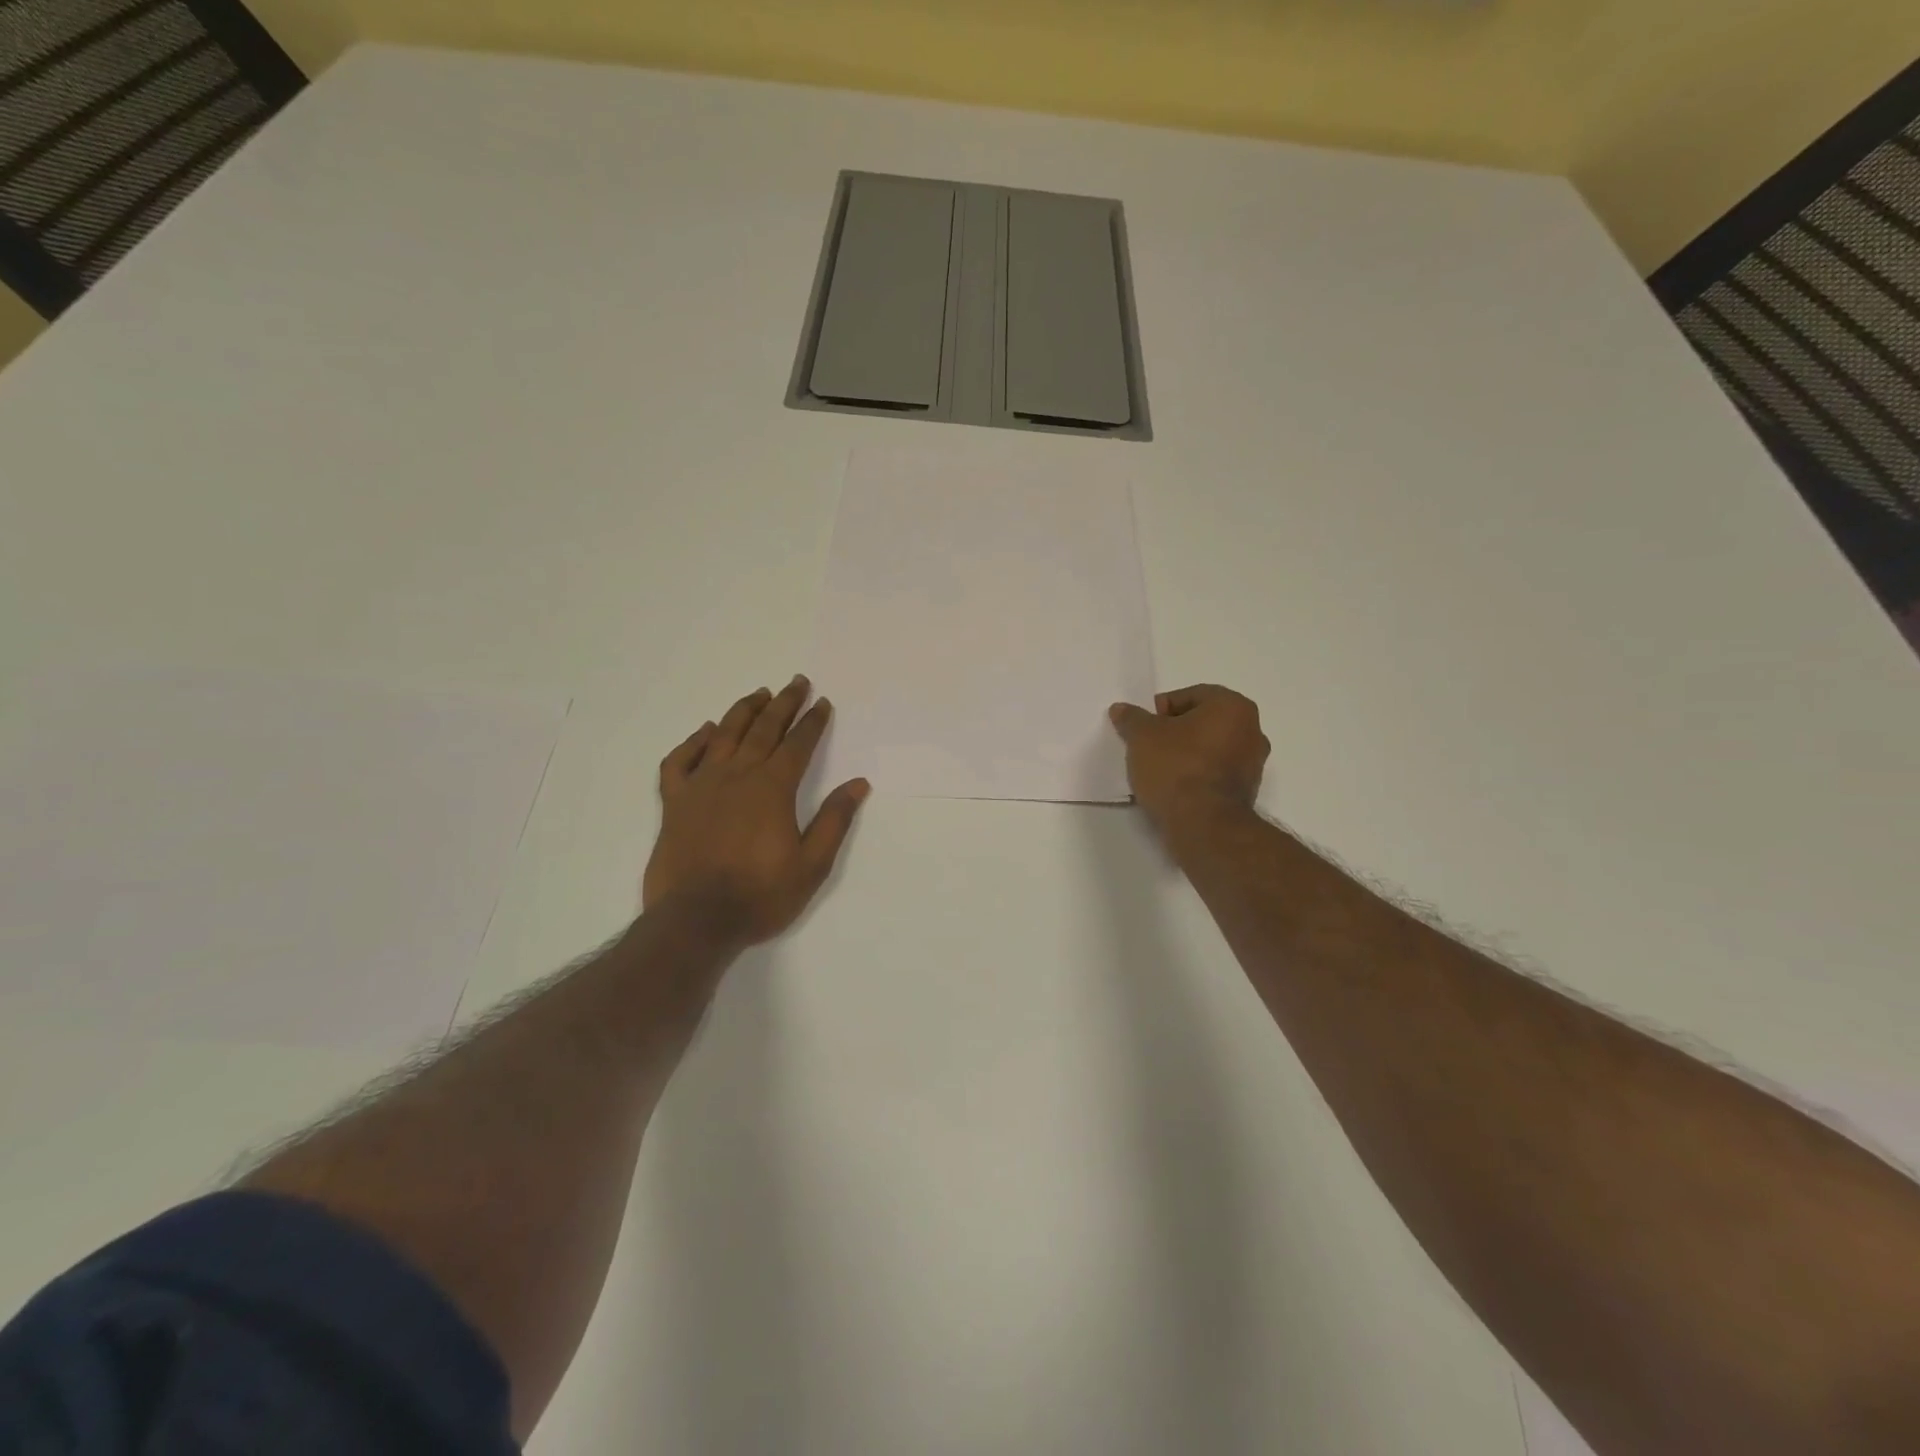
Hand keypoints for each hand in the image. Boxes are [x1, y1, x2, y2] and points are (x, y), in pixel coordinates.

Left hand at [643, 676, 869, 946]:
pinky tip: (707, 732)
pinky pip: (680, 761)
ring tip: (760, 694)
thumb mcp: (812, 865)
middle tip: (796, 682)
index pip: (798, 745)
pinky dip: (694, 742)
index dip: (812, 722)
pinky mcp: (675, 802)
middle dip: (783, 704)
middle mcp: (737, 776)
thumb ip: (834, 821)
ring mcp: (702, 786)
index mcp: (772, 789)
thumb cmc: (760, 896)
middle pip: (763, 730)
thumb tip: (857, 784)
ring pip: (724, 736)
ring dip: (744, 711)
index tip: (822, 702)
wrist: (695, 921)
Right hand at [1108, 684, 1268, 833]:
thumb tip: (1121, 709)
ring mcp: (1254, 763)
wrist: (1203, 825)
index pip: (1191, 695)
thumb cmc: (1176, 767)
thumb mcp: (1142, 736)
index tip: (1144, 728)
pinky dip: (1197, 775)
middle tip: (1149, 746)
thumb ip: (1132, 718)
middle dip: (1176, 731)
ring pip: (1211, 748)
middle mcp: (1252, 730)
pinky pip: (1216, 773)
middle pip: (1204, 722)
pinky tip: (1175, 788)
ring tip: (1159, 770)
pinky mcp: (1248, 792)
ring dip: (1187, 754)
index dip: (1161, 709)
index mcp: (1233, 706)